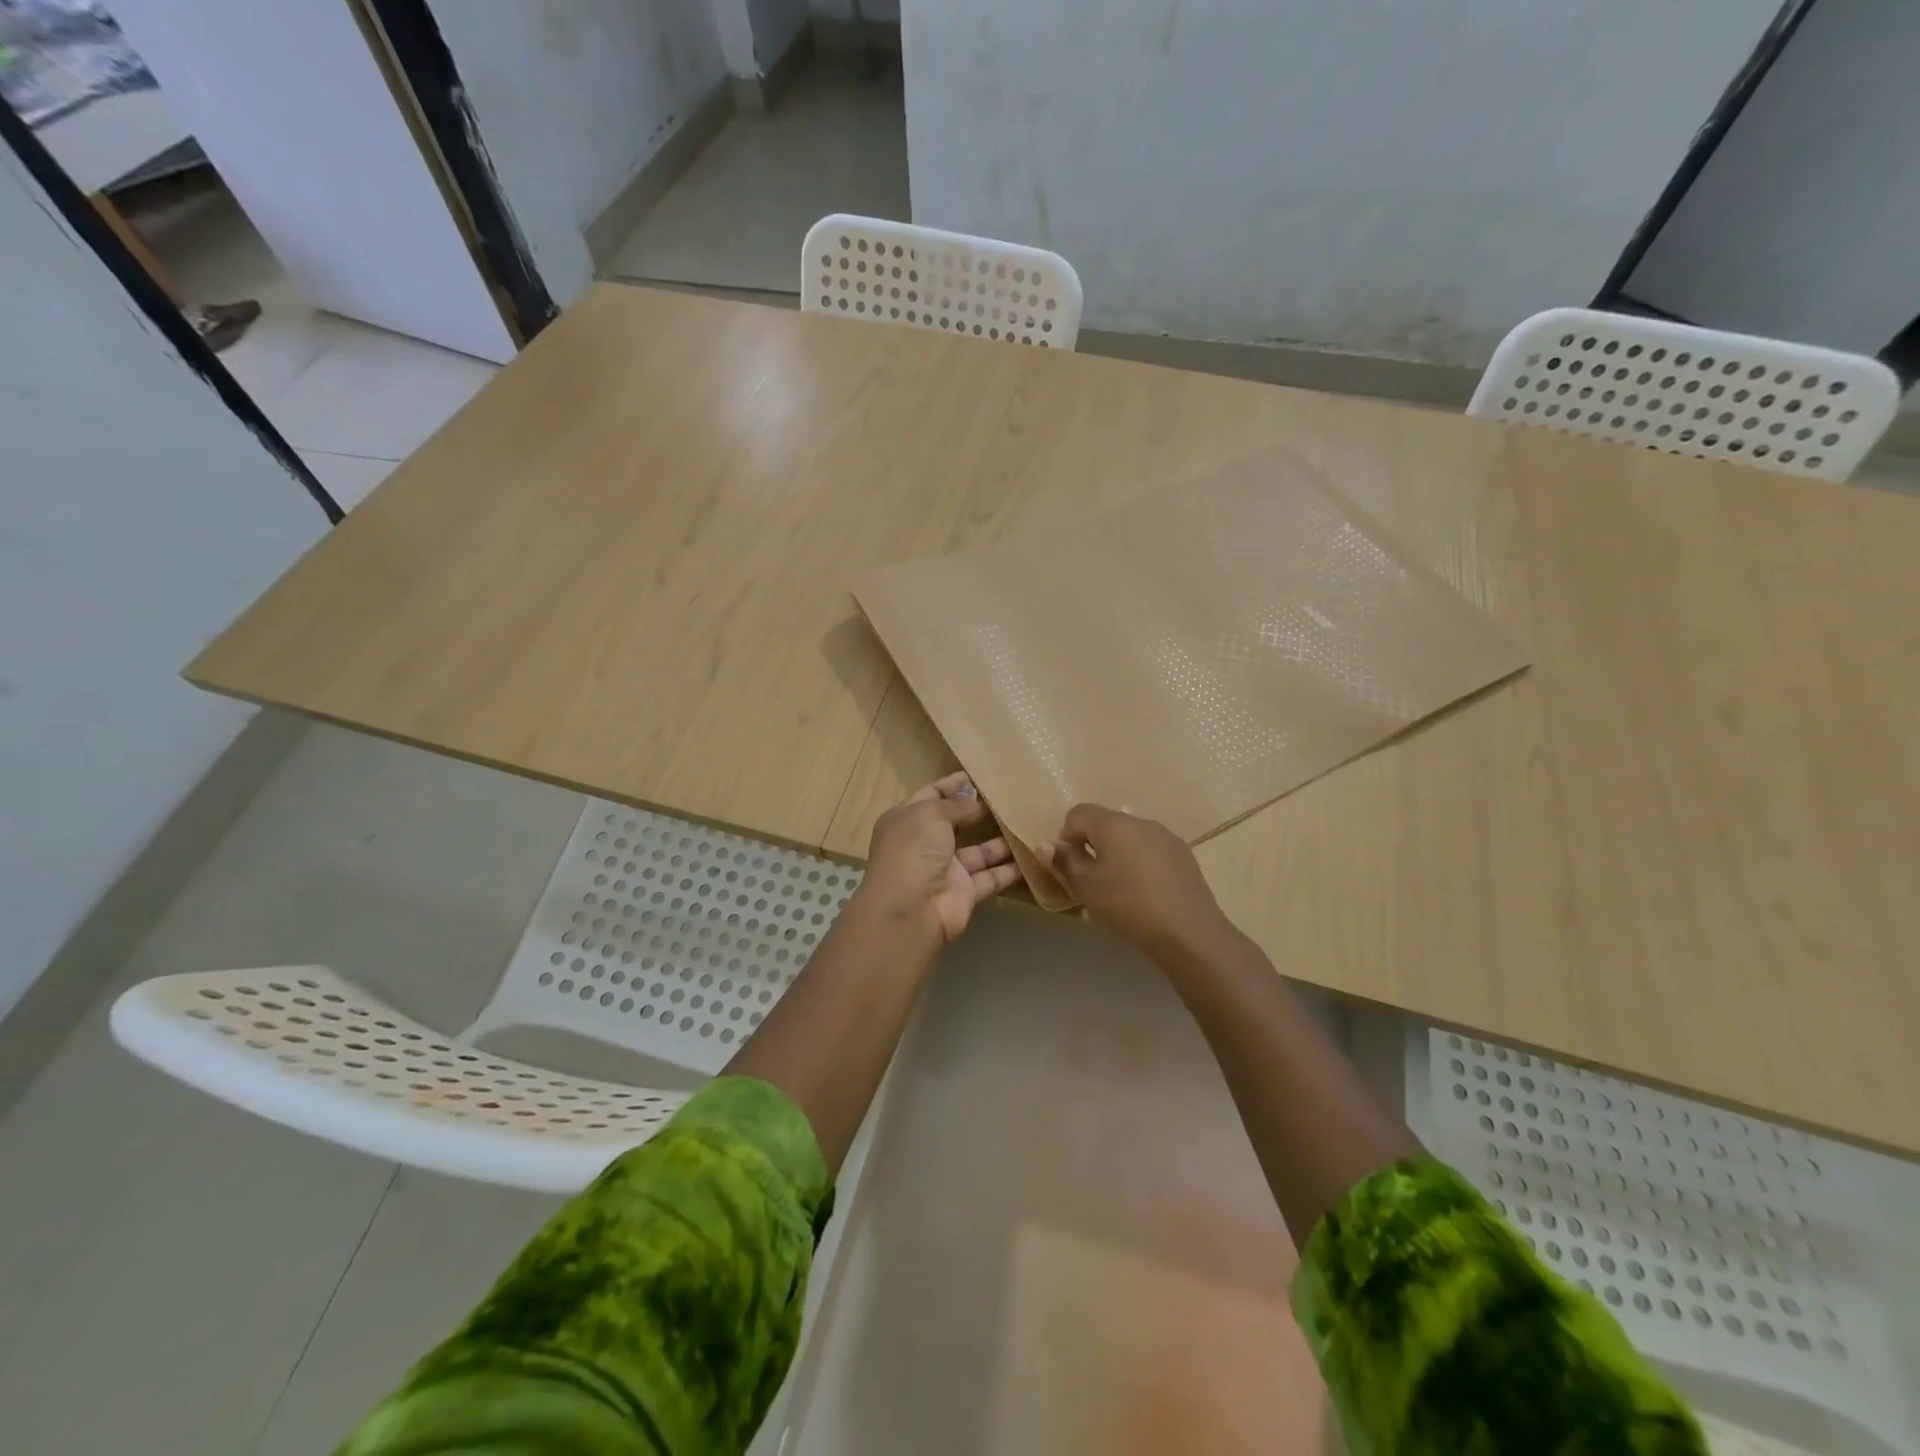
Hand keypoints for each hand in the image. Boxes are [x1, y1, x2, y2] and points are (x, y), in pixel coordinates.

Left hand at [855, 773, 1021, 944]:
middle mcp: (925, 844)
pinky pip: (991, 876)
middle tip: (1012, 796)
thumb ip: (956, 805)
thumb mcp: (931, 814)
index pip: (932, 795)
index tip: (981, 773)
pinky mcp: (965, 892)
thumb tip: (976, 802)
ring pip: (978, 851)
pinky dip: (1010, 868)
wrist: (911, 909)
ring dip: (1001, 839)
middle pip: (956, 822)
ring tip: (1028, 821)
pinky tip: (1034, 855)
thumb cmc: (914, 851)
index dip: (954, 784)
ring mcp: (946, 869)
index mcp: (907, 820)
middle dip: (980, 810)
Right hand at [1039, 804, 1233, 960]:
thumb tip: (1046, 844)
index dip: (1066, 835)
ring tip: (1119, 887)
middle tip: (1091, 879)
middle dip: (1092, 845)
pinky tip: (1145, 892)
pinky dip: (1140, 862)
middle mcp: (1141, 821)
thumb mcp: (1087, 887)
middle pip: (1106, 823)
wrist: (1189, 931)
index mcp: (1114, 824)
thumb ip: (1064, 862)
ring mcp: (1166, 836)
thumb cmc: (1129, 905)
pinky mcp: (1184, 854)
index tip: (1069, 865)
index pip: (1078, 813)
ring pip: (1130, 837)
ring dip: (1117, 854)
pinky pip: (1151, 850)